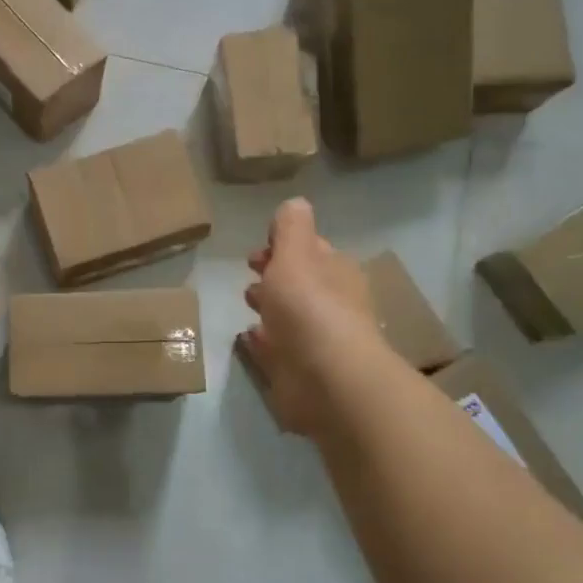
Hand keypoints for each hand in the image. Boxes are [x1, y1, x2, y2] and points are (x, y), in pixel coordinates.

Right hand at [238, 198, 386, 439]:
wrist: (327, 380)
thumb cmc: (309, 307)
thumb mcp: (296, 253)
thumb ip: (291, 227)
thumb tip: (295, 203)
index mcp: (335, 273)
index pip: (312, 251)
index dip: (286, 245)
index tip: (260, 247)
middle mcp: (330, 305)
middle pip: (300, 283)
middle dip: (276, 275)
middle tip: (251, 271)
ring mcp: (315, 342)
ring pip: (288, 317)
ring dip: (269, 308)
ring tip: (247, 304)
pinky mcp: (298, 373)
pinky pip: (275, 350)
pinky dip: (262, 341)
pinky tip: (248, 337)